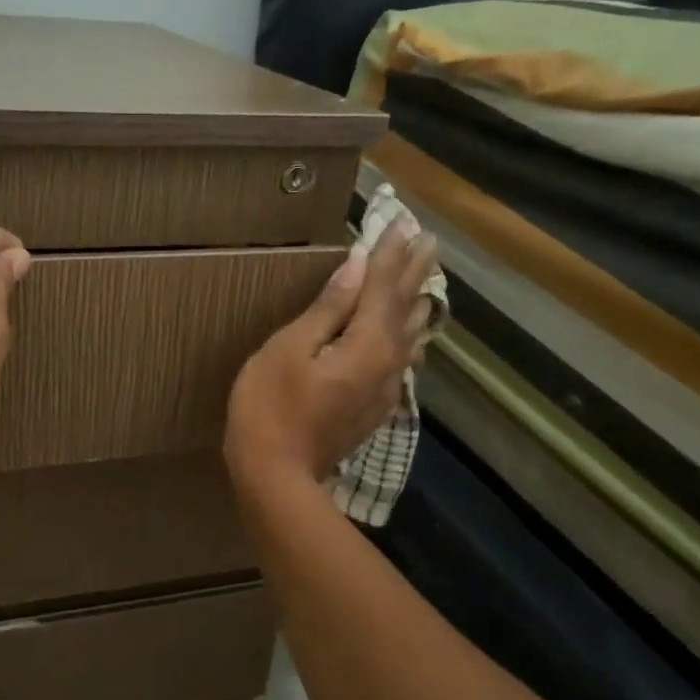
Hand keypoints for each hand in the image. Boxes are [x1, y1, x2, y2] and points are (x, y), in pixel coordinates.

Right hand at [225, 219, 438, 489]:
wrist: (277, 476)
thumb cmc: (270, 405)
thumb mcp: (290, 349)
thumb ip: (328, 308)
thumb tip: (357, 266)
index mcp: (366, 344)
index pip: (383, 288)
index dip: (390, 255)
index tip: (404, 223)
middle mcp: (387, 363)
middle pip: (404, 309)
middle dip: (414, 273)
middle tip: (429, 241)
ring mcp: (384, 389)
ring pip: (410, 337)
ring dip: (418, 304)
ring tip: (429, 281)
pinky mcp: (375, 407)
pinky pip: (403, 362)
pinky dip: (411, 339)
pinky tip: (415, 340)